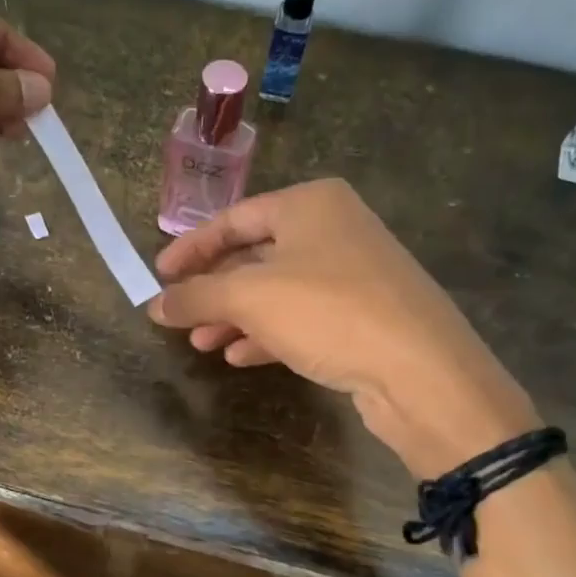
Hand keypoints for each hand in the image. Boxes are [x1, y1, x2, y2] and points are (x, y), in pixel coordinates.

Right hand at [148, 179, 539, 476]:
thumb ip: (197, 296)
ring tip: (202, 345)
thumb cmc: (328, 312)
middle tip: (179, 317)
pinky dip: (267, 334)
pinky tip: (241, 358)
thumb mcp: (250, 297)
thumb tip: (154, 305)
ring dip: (235, 317)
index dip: (191, 248)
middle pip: (255, 256)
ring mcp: (353, 274)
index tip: (159, 277)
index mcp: (310, 204)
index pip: (234, 219)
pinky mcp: (363, 317)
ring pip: (276, 292)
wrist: (420, 372)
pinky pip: (301, 318)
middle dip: (213, 290)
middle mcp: (334, 230)